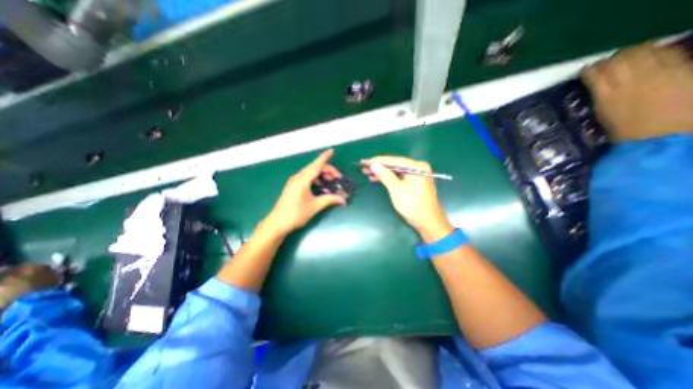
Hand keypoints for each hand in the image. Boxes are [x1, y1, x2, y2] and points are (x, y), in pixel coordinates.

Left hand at [266, 148, 346, 232]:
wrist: (277, 223)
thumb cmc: (296, 214)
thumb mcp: (315, 206)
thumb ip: (329, 200)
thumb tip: (343, 199)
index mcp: (303, 180)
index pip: (316, 165)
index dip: (325, 157)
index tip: (332, 150)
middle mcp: (298, 178)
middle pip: (314, 168)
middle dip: (327, 170)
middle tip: (337, 178)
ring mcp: (294, 182)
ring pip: (310, 173)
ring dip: (321, 174)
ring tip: (330, 182)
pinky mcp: (293, 187)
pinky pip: (306, 178)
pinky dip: (315, 179)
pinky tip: (320, 186)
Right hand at [364, 156, 455, 241]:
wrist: (428, 223)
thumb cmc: (413, 206)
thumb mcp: (397, 190)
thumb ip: (385, 175)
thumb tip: (374, 164)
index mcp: (416, 167)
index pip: (394, 160)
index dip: (377, 160)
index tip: (364, 161)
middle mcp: (417, 168)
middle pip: (394, 165)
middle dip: (378, 166)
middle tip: (363, 166)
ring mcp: (416, 175)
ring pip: (395, 171)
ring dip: (381, 172)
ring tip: (366, 172)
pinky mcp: (413, 182)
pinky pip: (398, 177)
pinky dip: (387, 178)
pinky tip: (376, 178)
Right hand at [581, 42, 692, 141]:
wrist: (666, 135)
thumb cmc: (628, 131)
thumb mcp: (605, 116)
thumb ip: (602, 98)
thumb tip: (598, 87)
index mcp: (607, 96)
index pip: (594, 75)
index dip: (589, 70)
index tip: (587, 70)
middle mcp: (630, 81)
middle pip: (618, 60)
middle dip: (611, 59)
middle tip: (608, 62)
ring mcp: (659, 73)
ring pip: (642, 51)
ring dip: (633, 51)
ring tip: (629, 55)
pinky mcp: (683, 69)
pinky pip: (667, 52)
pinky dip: (657, 50)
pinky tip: (653, 54)